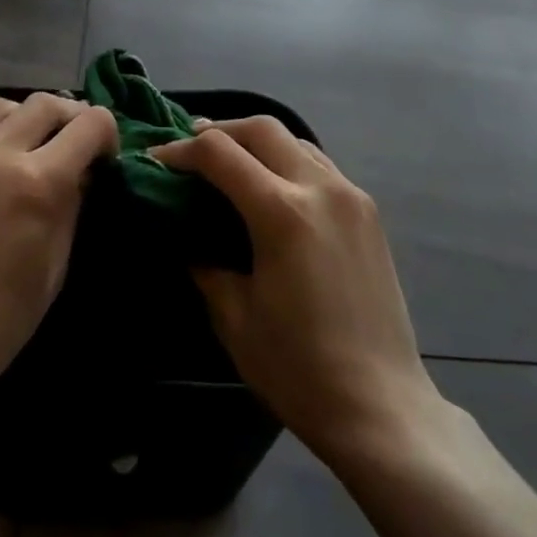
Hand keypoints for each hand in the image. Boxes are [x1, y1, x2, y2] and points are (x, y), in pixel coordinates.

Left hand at [0, 93, 118, 400]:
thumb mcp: (53, 269)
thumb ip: (70, 207)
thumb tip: (79, 173)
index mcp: (36, 182)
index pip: (89, 125)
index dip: (106, 134)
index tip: (103, 155)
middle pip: (44, 103)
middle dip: (68, 117)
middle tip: (69, 143)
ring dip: (20, 118)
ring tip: (21, 145)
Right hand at [152, 118, 440, 468]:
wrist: (381, 408)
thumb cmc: (297, 368)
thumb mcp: (233, 316)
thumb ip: (205, 263)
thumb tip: (187, 234)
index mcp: (282, 212)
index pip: (219, 152)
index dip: (180, 150)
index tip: (155, 160)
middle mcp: (320, 188)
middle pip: (262, 128)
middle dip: (220, 130)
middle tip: (191, 149)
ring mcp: (351, 196)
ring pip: (295, 140)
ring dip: (257, 142)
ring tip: (231, 163)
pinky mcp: (369, 213)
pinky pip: (320, 165)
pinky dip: (288, 161)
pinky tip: (274, 188)